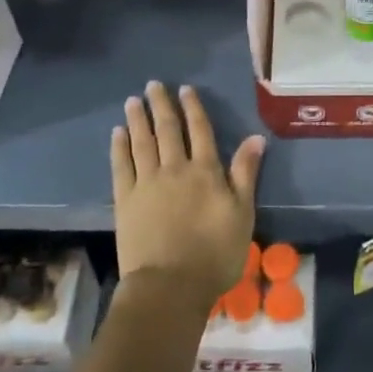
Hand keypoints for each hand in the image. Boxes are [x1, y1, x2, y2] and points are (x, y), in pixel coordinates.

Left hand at [111, 81, 262, 305]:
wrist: (170, 286)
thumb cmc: (215, 253)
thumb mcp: (242, 214)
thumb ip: (245, 174)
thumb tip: (255, 138)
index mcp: (205, 171)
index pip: (199, 130)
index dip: (192, 108)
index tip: (185, 89)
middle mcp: (175, 169)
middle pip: (167, 130)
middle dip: (161, 105)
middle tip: (152, 85)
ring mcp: (147, 183)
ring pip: (142, 142)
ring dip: (137, 119)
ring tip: (132, 101)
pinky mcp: (125, 200)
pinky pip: (121, 166)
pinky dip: (119, 147)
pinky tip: (117, 133)